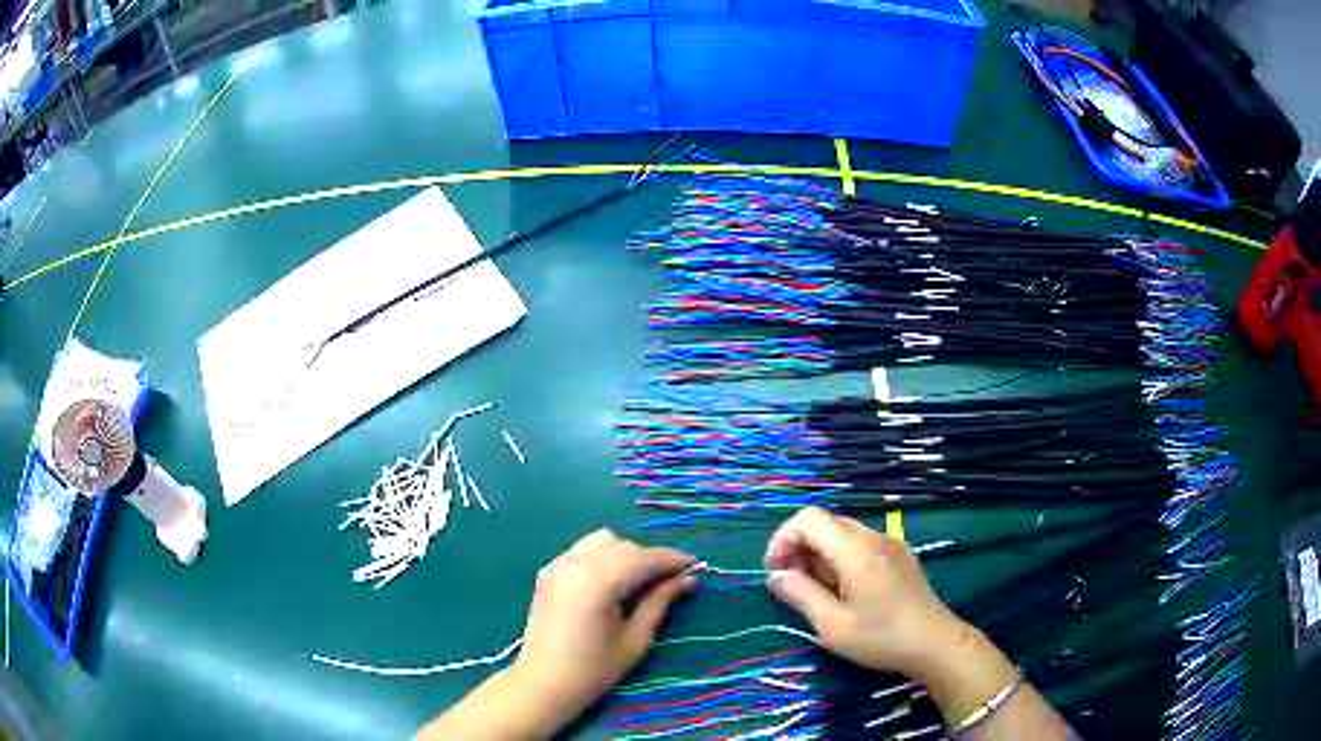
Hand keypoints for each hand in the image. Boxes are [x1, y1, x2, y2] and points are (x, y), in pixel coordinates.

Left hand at [507, 529, 697, 729]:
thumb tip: (687, 579)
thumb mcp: (636, 639)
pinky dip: (603, 558)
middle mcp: (575, 563)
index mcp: (598, 581)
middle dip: (650, 559)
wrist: (543, 682)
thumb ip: (660, 602)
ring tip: (640, 581)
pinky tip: (611, 582)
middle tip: (672, 580)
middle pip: (623, 546)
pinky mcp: (549, 572)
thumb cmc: (594, 669)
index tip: (696, 565)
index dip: (672, 560)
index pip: (643, 558)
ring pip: (602, 542)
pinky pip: (582, 552)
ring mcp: (558, 565)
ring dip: (625, 554)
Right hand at [764, 506, 963, 676]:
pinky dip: (842, 558)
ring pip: (843, 533)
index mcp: (855, 550)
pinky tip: (846, 590)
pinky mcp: (900, 556)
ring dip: (821, 554)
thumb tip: (776, 575)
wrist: (935, 643)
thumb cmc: (880, 637)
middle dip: (800, 547)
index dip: (783, 539)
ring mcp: (890, 544)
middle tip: (793, 584)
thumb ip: (801, 595)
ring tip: (818, 591)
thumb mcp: (832, 625)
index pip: (808, 519)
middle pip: (825, 523)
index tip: (776, 572)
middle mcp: (873, 537)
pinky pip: (862, 544)